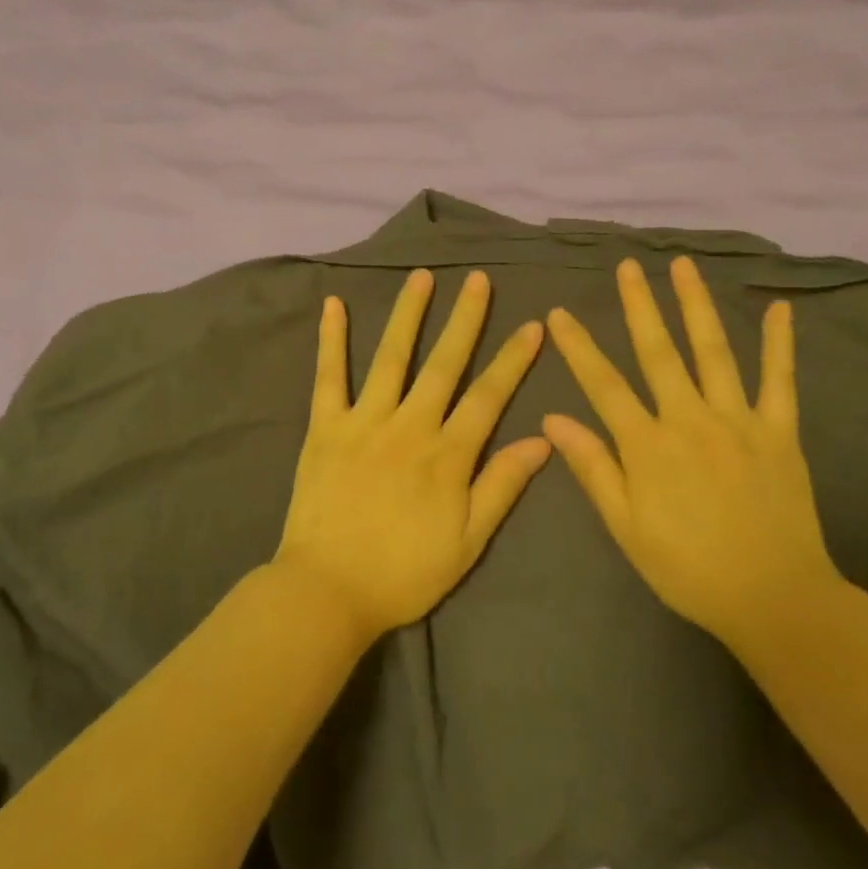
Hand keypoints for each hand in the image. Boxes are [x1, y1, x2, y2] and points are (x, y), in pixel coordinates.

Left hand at [274, 268, 550, 638]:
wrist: (328, 591)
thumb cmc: (404, 573)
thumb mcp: (467, 542)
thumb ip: (502, 486)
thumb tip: (542, 439)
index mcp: (447, 455)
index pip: (489, 396)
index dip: (512, 360)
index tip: (532, 325)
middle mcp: (410, 426)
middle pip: (444, 364)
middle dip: (465, 320)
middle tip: (478, 280)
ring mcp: (364, 421)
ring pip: (391, 358)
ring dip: (408, 315)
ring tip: (421, 277)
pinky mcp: (325, 427)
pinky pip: (329, 376)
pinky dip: (331, 340)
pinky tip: (333, 304)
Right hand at [542, 256, 840, 652]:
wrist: (774, 599)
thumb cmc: (688, 568)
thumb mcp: (626, 527)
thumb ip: (592, 468)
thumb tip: (552, 419)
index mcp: (648, 446)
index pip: (603, 384)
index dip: (578, 346)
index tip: (560, 313)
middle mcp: (690, 420)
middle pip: (658, 352)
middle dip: (639, 306)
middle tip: (627, 266)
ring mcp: (739, 421)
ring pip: (713, 352)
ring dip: (695, 306)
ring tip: (683, 266)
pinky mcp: (780, 432)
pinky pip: (780, 381)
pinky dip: (778, 343)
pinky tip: (778, 308)